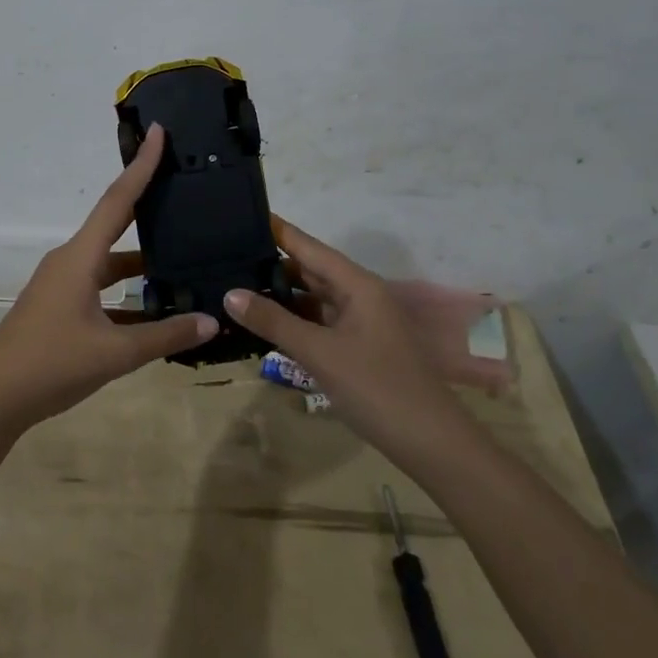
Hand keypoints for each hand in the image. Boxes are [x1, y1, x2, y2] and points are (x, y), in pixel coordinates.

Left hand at [0, 123, 217, 433]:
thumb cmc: (50, 365)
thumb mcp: (114, 353)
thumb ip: (165, 336)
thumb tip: (211, 321)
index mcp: (80, 257)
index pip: (118, 200)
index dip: (141, 166)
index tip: (158, 132)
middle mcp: (71, 261)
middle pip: (115, 223)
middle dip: (147, 203)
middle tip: (182, 185)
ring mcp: (62, 284)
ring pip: (110, 260)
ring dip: (142, 258)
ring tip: (184, 253)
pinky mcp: (60, 307)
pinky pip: (101, 287)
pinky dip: (127, 292)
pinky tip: (156, 308)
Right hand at [224, 220, 494, 477]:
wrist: (430, 443)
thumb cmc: (376, 387)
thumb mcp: (319, 353)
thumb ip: (274, 322)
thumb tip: (230, 294)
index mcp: (357, 285)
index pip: (309, 246)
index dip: (278, 231)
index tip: (244, 214)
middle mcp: (359, 296)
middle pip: (311, 270)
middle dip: (272, 264)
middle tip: (227, 255)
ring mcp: (360, 323)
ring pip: (314, 299)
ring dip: (281, 295)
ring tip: (237, 286)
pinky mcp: (358, 348)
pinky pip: (320, 323)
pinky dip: (294, 321)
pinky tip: (265, 324)